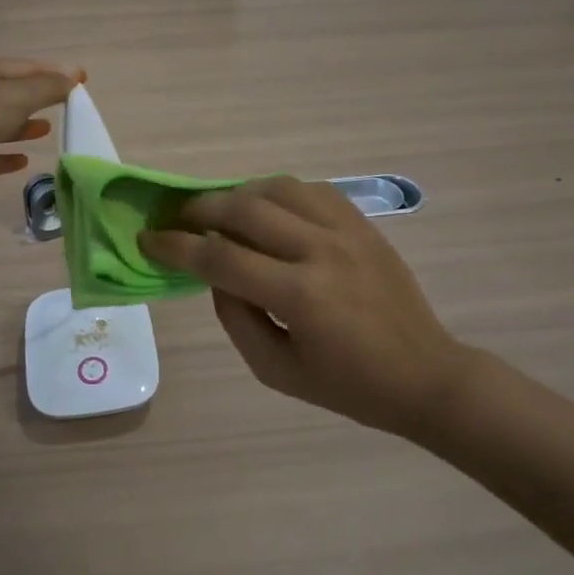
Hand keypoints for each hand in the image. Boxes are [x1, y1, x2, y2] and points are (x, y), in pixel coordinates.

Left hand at [0, 59, 82, 196]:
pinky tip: (22, 162)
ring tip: (46, 130)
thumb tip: (74, 74)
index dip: (53, 72)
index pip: (22, 67)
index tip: (80, 78)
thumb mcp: (15, 96)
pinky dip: (3, 157)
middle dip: (36, 99)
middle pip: (7, 94)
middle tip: (64, 106)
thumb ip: (47, 88)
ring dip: (21, 127)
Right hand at [141, 177, 477, 436]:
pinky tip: (267, 210)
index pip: (220, 258)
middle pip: (243, 210)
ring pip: (275, 188)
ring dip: (237, 195)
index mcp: (299, 295)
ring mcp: (346, 229)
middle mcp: (320, 250)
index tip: (149, 239)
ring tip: (219, 212)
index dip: (176, 247)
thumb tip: (215, 274)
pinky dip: (277, 193)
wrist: (424, 374)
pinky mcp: (362, 222)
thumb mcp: (277, 370)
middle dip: (199, 210)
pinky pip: (309, 189)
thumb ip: (236, 319)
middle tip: (177, 219)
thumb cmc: (348, 386)